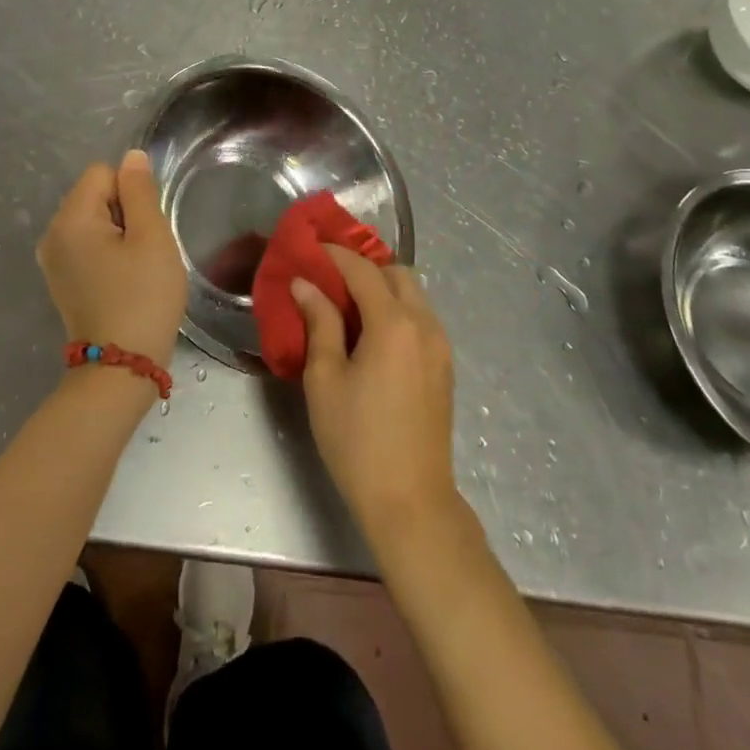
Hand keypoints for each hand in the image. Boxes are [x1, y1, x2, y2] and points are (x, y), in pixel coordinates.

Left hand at [37, 149, 186, 367]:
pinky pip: (88, 246)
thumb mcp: (151, 237)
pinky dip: (109, 255)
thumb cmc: (142, 297)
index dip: (131, 192)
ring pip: (94, 222)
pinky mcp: (62, 281)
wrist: (120, 367)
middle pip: (95, 195)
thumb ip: (140, 191)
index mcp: (70, 219)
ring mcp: (53, 261)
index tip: (144, 228)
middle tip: (143, 251)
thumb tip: (131, 157)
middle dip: (125, 213)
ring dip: (119, 235)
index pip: (103, 173)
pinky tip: (124, 281)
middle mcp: (52, 235)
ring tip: (136, 268)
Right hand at [295, 247, 460, 545]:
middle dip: (364, 267)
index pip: (363, 270)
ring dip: (382, 288)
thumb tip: (304, 284)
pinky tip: (371, 334)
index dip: (335, 254)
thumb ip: (320, 323)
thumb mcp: (326, 379)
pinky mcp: (444, 367)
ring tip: (347, 305)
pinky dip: (397, 310)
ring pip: (414, 295)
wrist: (411, 502)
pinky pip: (421, 319)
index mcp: (394, 324)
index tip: (311, 247)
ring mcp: (440, 346)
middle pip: (397, 274)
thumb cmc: (357, 440)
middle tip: (330, 278)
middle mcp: (425, 324)